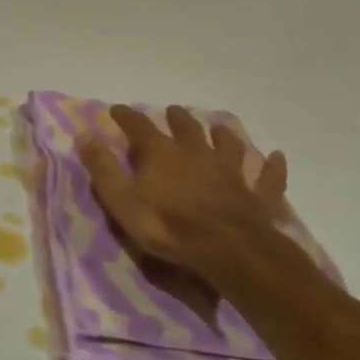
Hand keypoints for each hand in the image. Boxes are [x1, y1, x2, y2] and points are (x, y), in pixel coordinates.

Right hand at [80, 105, 294, 295]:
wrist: (227, 250)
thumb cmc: (167, 225)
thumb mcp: (121, 198)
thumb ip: (102, 167)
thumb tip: (83, 134)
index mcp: (161, 153)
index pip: (139, 126)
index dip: (126, 116)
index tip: (116, 109)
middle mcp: (196, 153)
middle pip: (186, 128)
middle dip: (176, 118)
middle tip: (171, 111)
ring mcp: (230, 171)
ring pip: (227, 145)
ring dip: (222, 134)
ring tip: (219, 127)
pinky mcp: (256, 194)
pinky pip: (267, 176)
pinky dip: (271, 166)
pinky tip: (276, 157)